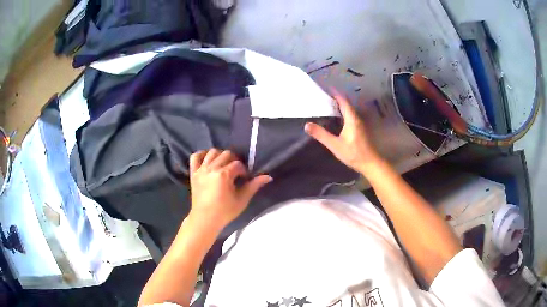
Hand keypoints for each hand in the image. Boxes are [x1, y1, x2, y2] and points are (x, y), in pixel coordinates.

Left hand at [189, 149, 271, 228]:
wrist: (205, 219)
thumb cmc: (225, 211)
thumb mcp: (242, 199)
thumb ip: (254, 185)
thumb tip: (268, 177)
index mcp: (223, 175)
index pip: (238, 164)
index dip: (243, 170)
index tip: (244, 179)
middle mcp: (211, 168)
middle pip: (226, 154)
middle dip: (234, 161)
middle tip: (236, 172)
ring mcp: (200, 170)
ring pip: (212, 152)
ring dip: (220, 156)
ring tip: (224, 166)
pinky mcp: (193, 173)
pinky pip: (195, 157)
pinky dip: (201, 154)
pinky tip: (208, 160)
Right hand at [304, 93, 380, 173]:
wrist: (370, 163)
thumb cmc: (353, 153)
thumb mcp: (335, 145)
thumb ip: (321, 134)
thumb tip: (307, 125)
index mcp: (351, 118)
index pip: (343, 100)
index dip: (334, 93)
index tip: (325, 88)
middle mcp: (356, 118)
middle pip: (346, 103)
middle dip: (335, 98)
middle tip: (322, 96)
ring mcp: (359, 123)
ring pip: (348, 110)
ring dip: (339, 105)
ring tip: (326, 104)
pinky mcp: (359, 129)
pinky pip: (349, 115)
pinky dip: (342, 112)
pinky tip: (335, 118)